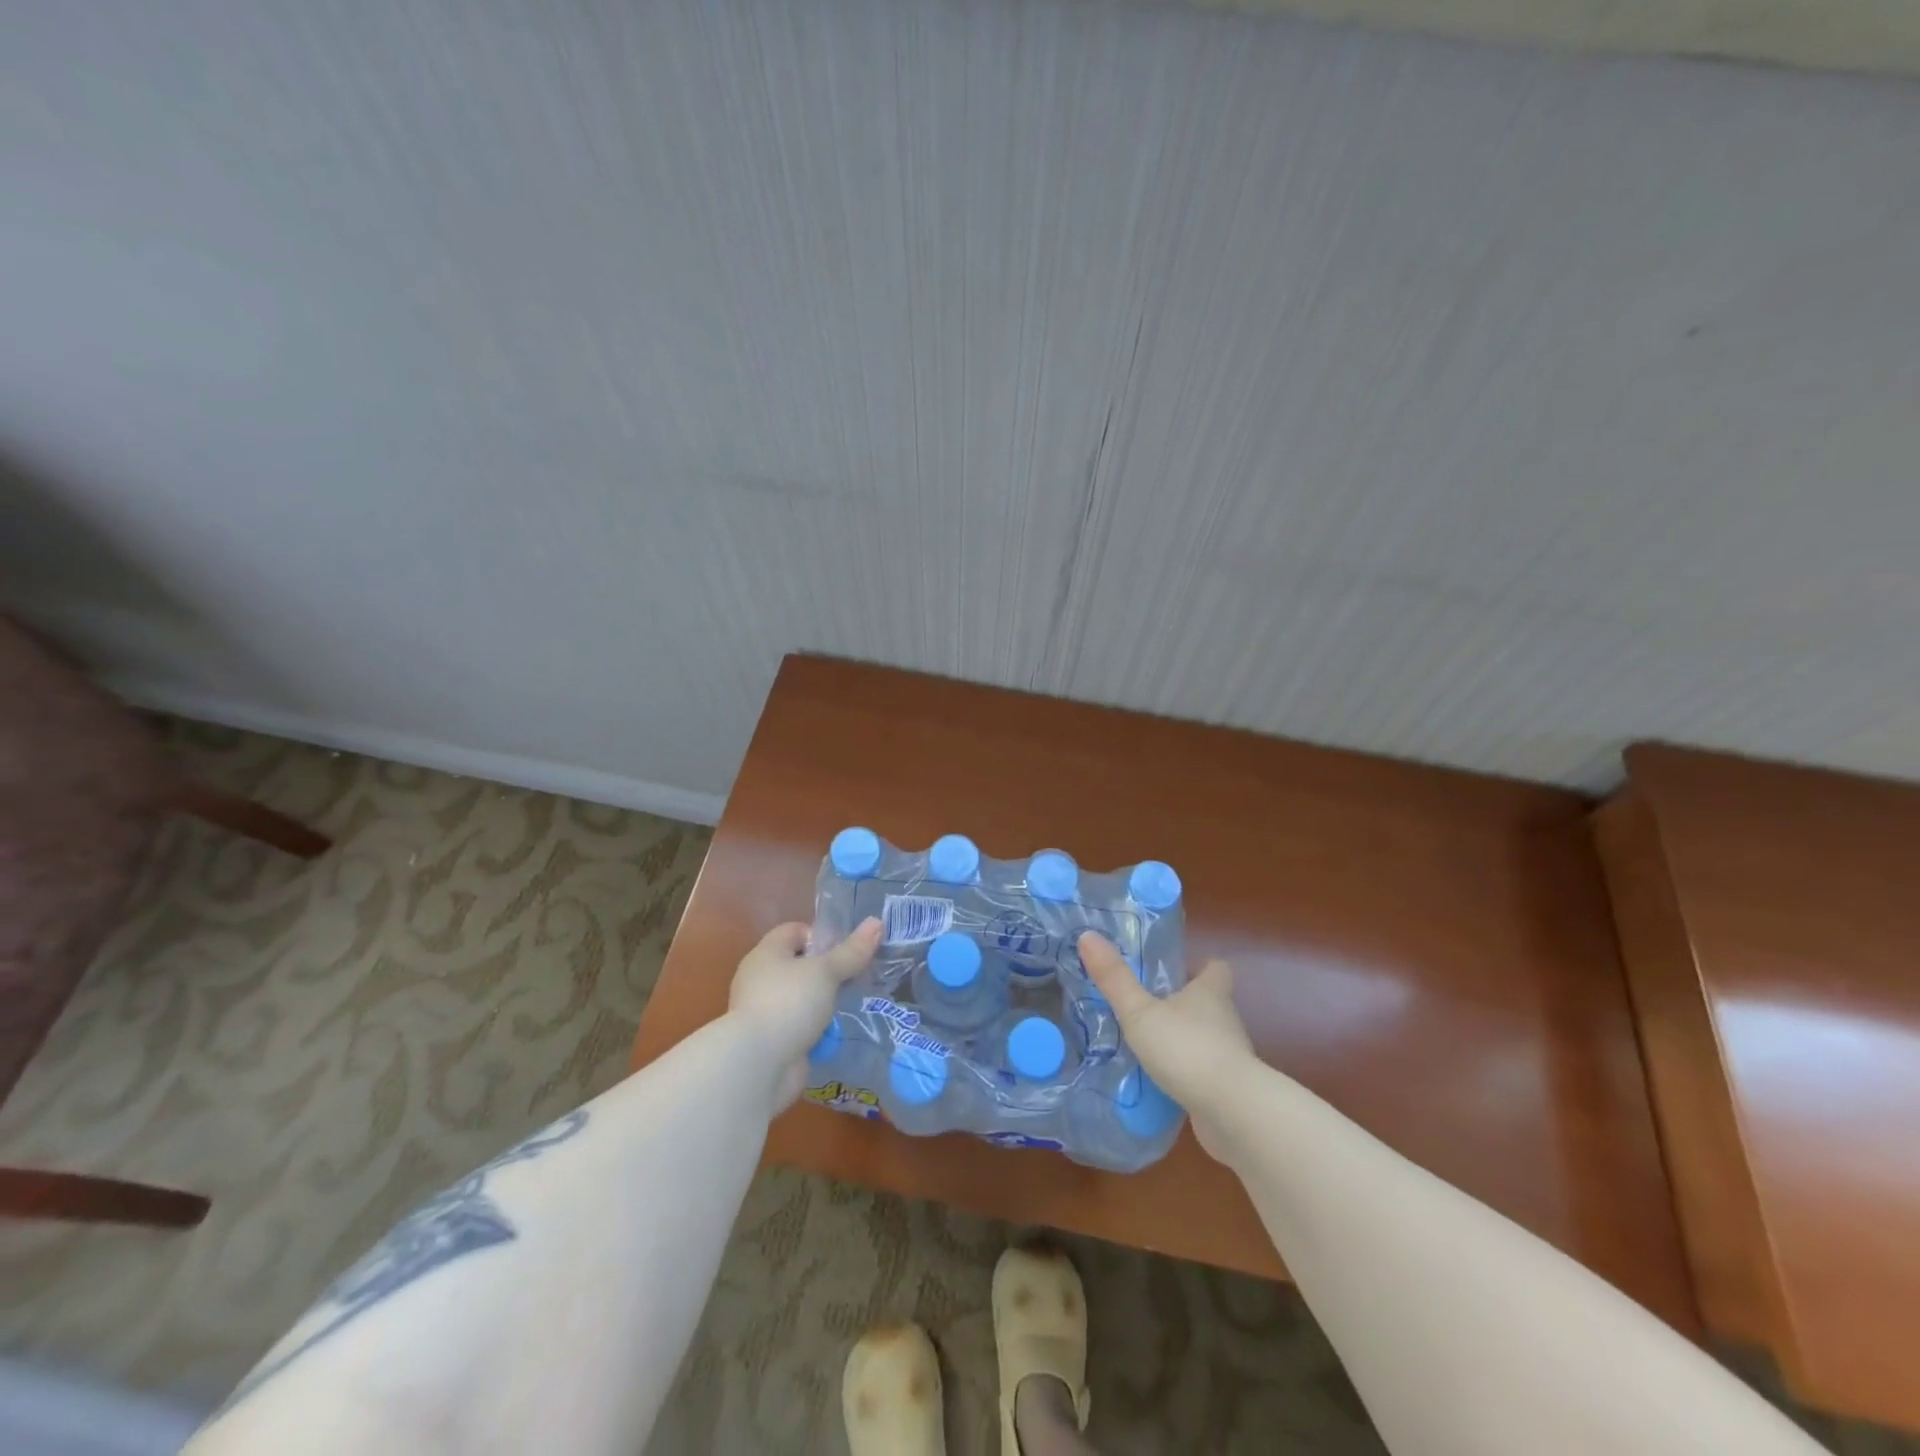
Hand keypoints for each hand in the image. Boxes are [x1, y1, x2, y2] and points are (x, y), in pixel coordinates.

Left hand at [729, 917, 881, 1109]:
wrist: (758, 1065)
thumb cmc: (789, 1003)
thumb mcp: (826, 972)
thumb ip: (852, 951)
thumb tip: (877, 922)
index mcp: (766, 953)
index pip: (795, 931)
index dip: (821, 935)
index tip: (847, 950)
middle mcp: (760, 979)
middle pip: (800, 964)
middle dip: (829, 971)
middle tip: (857, 976)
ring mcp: (764, 1011)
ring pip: (802, 997)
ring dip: (824, 1002)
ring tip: (853, 1004)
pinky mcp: (771, 1040)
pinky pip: (800, 1025)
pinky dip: (817, 1028)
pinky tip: (838, 1032)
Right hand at [1079, 932, 1254, 1159]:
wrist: (1232, 1112)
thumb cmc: (1187, 1048)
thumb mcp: (1140, 1012)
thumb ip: (1114, 978)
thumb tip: (1087, 935)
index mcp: (1210, 992)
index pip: (1216, 968)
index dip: (1198, 966)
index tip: (1175, 970)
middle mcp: (1226, 1019)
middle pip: (1209, 1002)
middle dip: (1183, 1004)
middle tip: (1147, 1006)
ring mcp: (1230, 1057)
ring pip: (1206, 1038)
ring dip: (1183, 1040)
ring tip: (1148, 1045)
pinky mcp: (1228, 1090)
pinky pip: (1205, 1073)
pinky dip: (1186, 1074)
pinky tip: (1161, 1082)